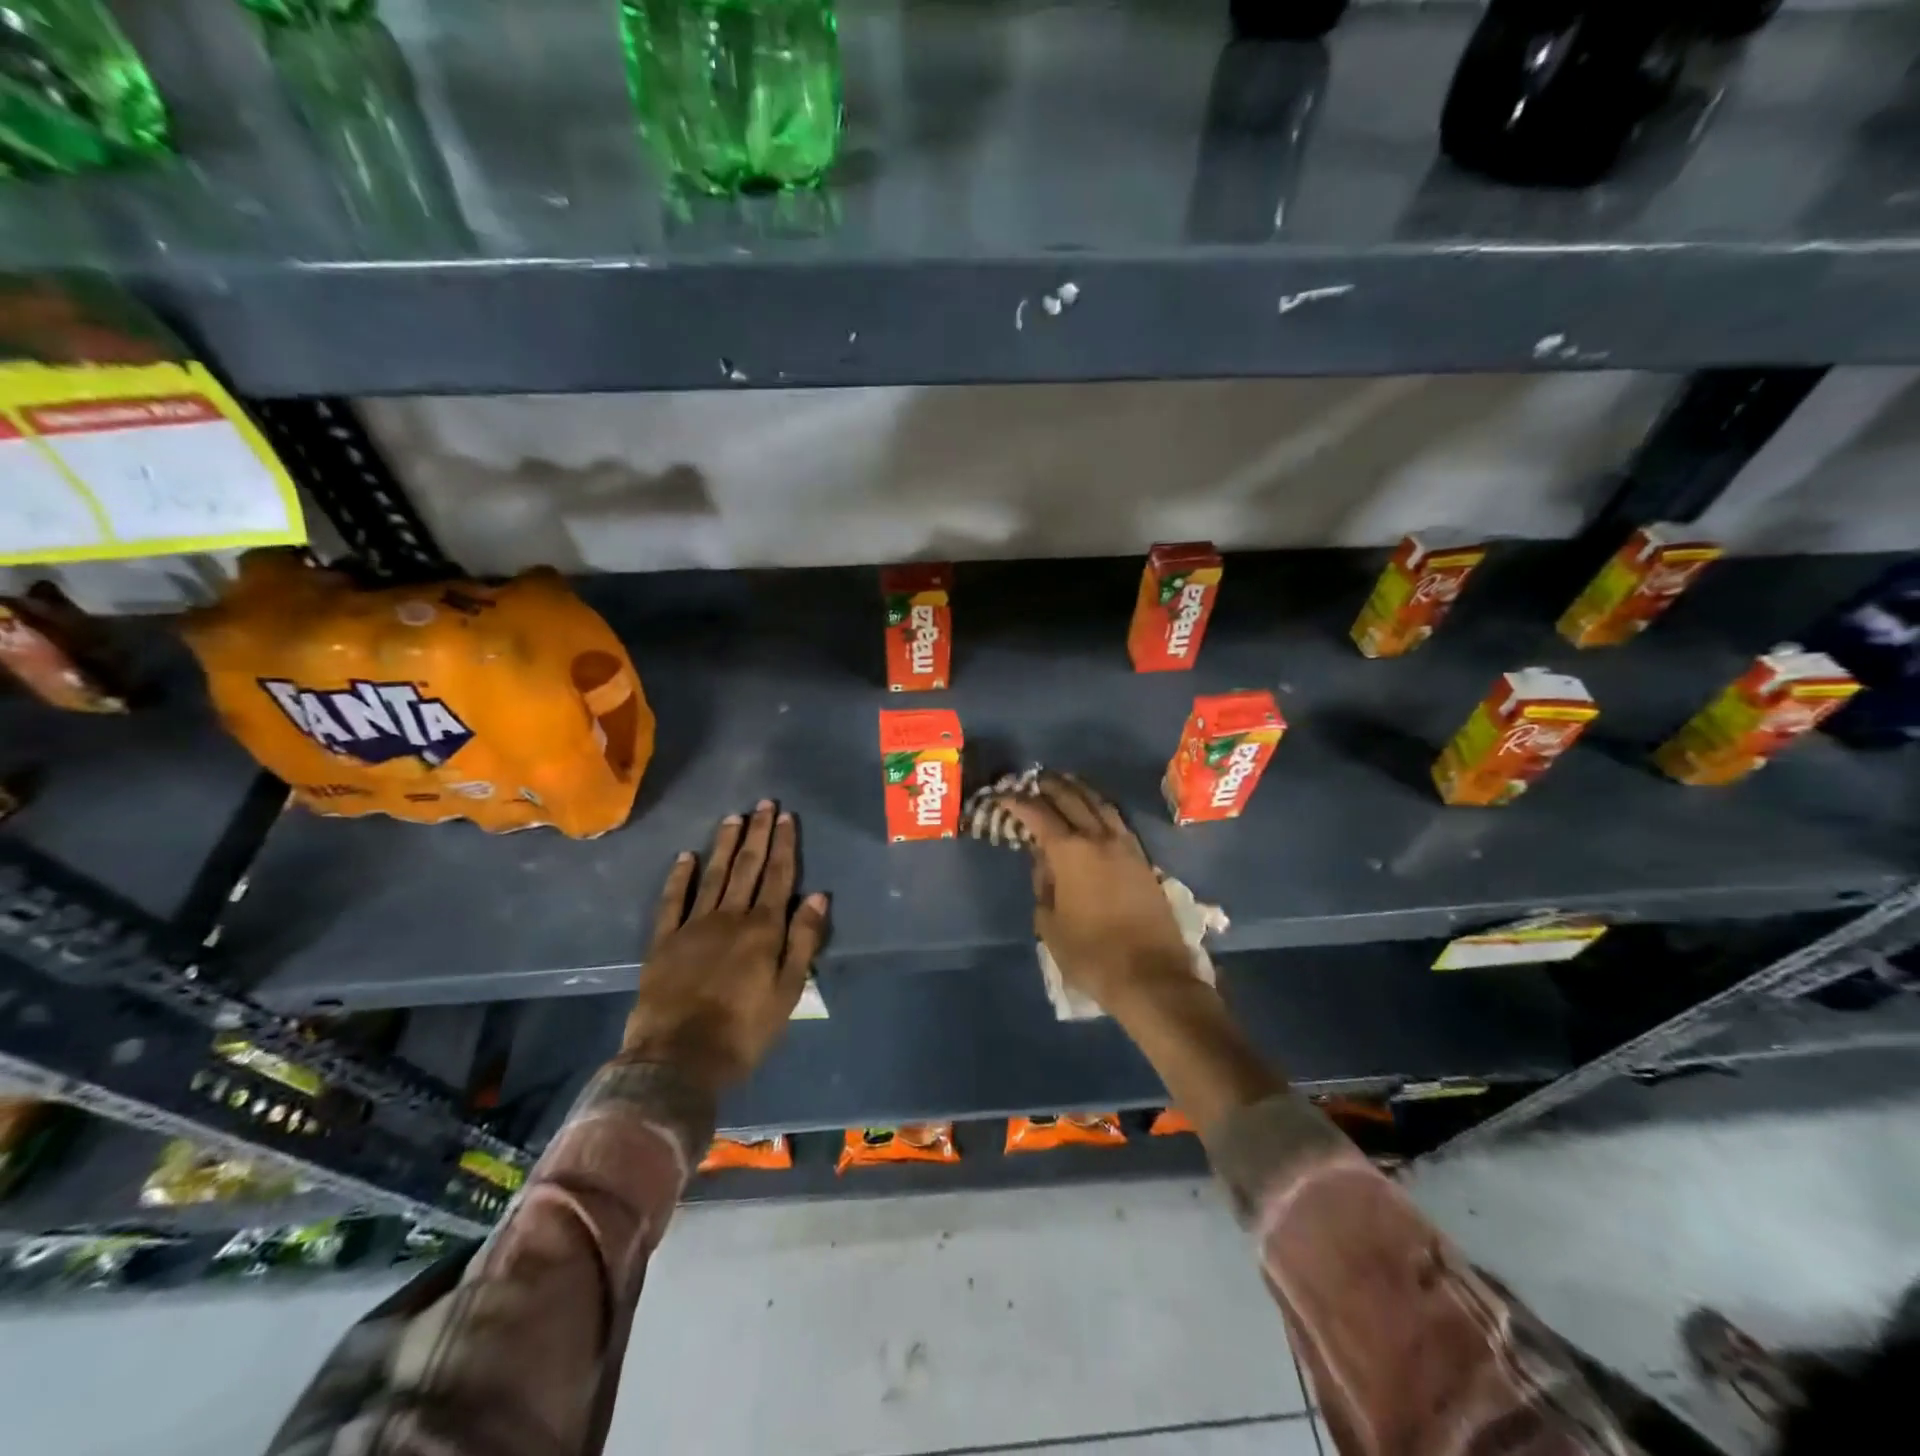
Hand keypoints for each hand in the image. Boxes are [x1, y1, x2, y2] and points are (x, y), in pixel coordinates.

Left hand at [623, 801, 828, 1090]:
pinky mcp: (664, 941)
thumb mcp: (788, 991)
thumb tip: (819, 896)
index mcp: (763, 929)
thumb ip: (803, 941)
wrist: (678, 1059)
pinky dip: (680, 877)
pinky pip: (673, 901)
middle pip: (748, 867)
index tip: (787, 817)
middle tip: (764, 803)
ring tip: (734, 818)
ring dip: (725, 845)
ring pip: (714, 875)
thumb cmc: (744, 1030)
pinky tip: (686, 856)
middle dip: (758, 834)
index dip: (784, 845)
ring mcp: (694, 926)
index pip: (779, 877)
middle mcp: (730, 917)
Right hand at [994, 772, 1284, 1127]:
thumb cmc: (1091, 954)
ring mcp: (1126, 847)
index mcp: (1070, 852)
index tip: (1003, 795)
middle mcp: (1099, 839)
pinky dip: (1101, 808)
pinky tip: (1095, 812)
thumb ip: (1043, 886)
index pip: (1038, 815)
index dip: (1018, 802)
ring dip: (1080, 791)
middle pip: (1072, 799)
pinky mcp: (1143, 861)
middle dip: (1050, 787)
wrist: (1151, 976)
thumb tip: (1045, 863)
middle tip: (1034, 780)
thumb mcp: (1050, 924)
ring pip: (1101, 805)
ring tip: (1065, 784)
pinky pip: (1118, 821)